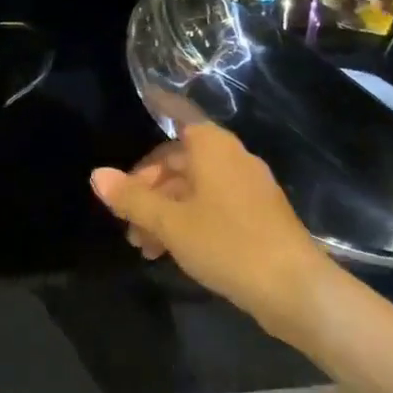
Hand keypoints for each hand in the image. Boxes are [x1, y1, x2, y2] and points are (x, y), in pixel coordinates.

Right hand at [91, 123, 331, 340]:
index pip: (178, 115)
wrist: (295, 288)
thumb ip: (132, 198)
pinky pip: (215, 205)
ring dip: (166, 210)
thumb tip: (97, 175)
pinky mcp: (259, 215)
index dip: (158, 110)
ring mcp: (249, 186)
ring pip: (196, 187)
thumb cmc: (226, 243)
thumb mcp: (170, 223)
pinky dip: (190, 219)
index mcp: (212, 147)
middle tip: (126, 221)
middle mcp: (232, 157)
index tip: (142, 104)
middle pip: (181, 159)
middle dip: (149, 188)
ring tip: (144, 247)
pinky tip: (174, 251)